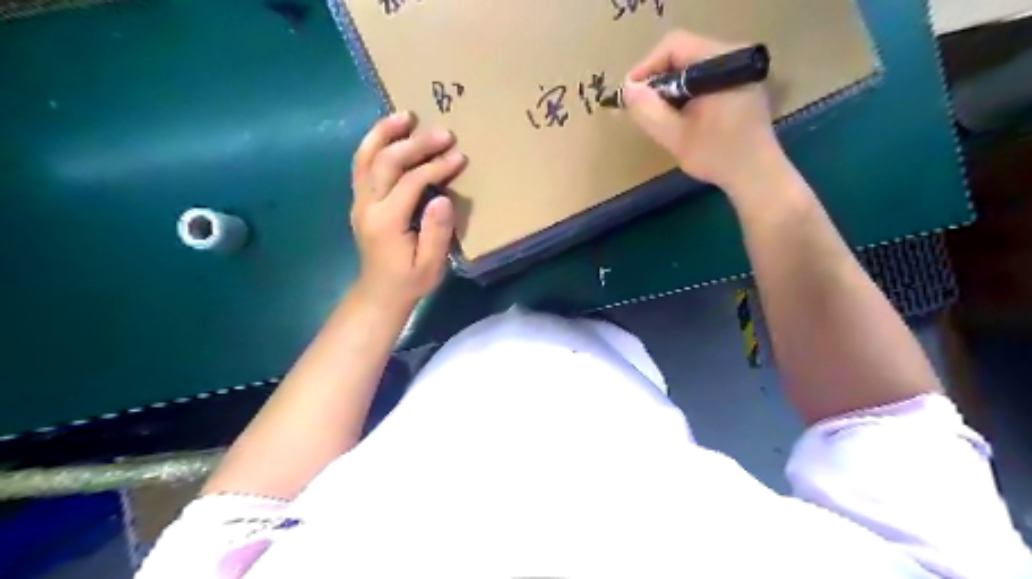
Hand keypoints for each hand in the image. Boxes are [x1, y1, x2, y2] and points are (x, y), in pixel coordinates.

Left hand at [352, 110, 469, 306]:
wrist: (379, 294)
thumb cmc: (409, 282)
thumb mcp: (430, 265)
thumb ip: (436, 233)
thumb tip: (442, 199)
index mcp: (387, 221)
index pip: (411, 182)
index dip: (436, 167)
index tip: (459, 157)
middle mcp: (367, 205)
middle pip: (387, 161)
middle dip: (416, 143)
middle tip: (443, 132)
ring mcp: (359, 201)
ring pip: (365, 157)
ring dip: (385, 133)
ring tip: (405, 115)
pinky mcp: (359, 200)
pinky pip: (361, 165)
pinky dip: (373, 144)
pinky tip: (389, 133)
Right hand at [621, 30, 782, 191]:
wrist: (757, 175)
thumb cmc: (718, 156)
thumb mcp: (676, 137)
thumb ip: (648, 111)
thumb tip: (628, 90)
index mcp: (721, 63)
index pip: (674, 46)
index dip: (646, 67)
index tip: (630, 94)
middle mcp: (733, 57)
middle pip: (683, 54)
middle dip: (657, 79)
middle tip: (640, 106)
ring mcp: (739, 71)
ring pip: (692, 66)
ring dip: (670, 87)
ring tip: (656, 113)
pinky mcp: (740, 85)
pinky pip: (704, 78)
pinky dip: (685, 92)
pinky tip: (678, 115)